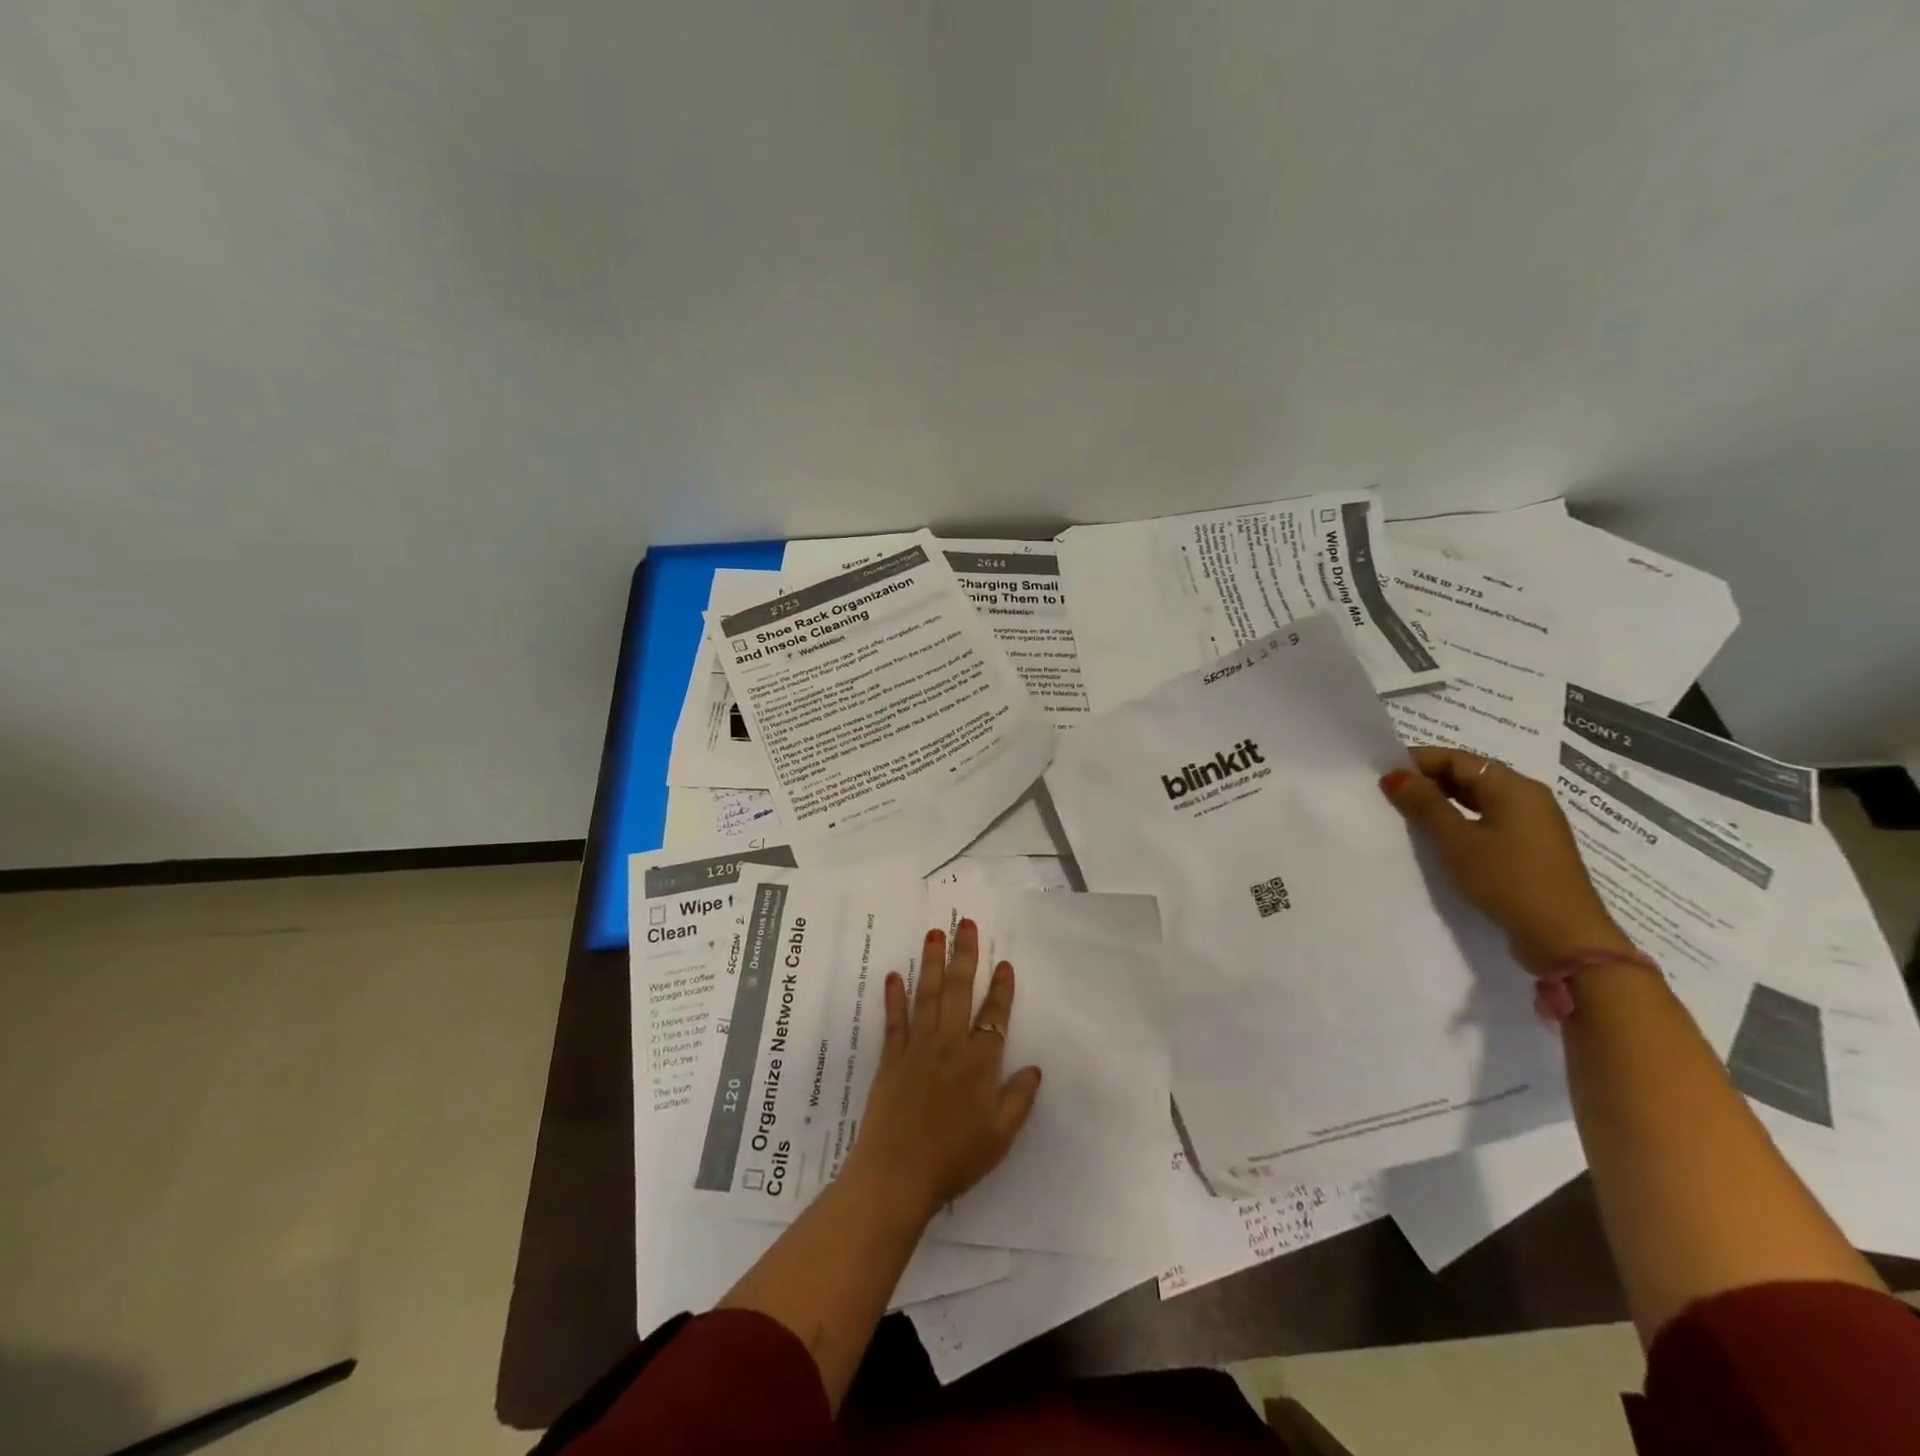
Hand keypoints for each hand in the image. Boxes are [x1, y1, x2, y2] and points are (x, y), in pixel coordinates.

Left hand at [841, 919, 1041, 1223]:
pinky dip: (894, 997)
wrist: (897, 1174)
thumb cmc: (954, 1159)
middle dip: (964, 955)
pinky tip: (893, 975)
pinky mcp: (891, 1057)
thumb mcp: (999, 1137)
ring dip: (931, 962)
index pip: (994, 1016)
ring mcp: (917, 1048)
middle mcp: (949, 1045)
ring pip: (926, 995)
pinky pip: (894, 1020)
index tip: (1004, 963)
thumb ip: (1018, 1100)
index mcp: (979, 1064)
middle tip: (965, 924)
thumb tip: (1034, 1068)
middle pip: (958, 991)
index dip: (1001, 989)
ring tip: (934, 933)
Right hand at [1381, 747, 1634, 971]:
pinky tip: (1441, 838)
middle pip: (1471, 776)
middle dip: (1429, 781)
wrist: (1565, 938)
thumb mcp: (1456, 840)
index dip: (1418, 762)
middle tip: (1390, 795)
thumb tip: (1394, 776)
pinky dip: (1462, 821)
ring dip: (1444, 803)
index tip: (1383, 774)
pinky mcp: (1533, 849)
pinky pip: (1490, 821)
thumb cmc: (1507, 879)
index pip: (1457, 759)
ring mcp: (1534, 825)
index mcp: (1514, 787)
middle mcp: (1528, 798)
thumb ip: (1424, 804)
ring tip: (1409, 816)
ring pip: (1480, 800)